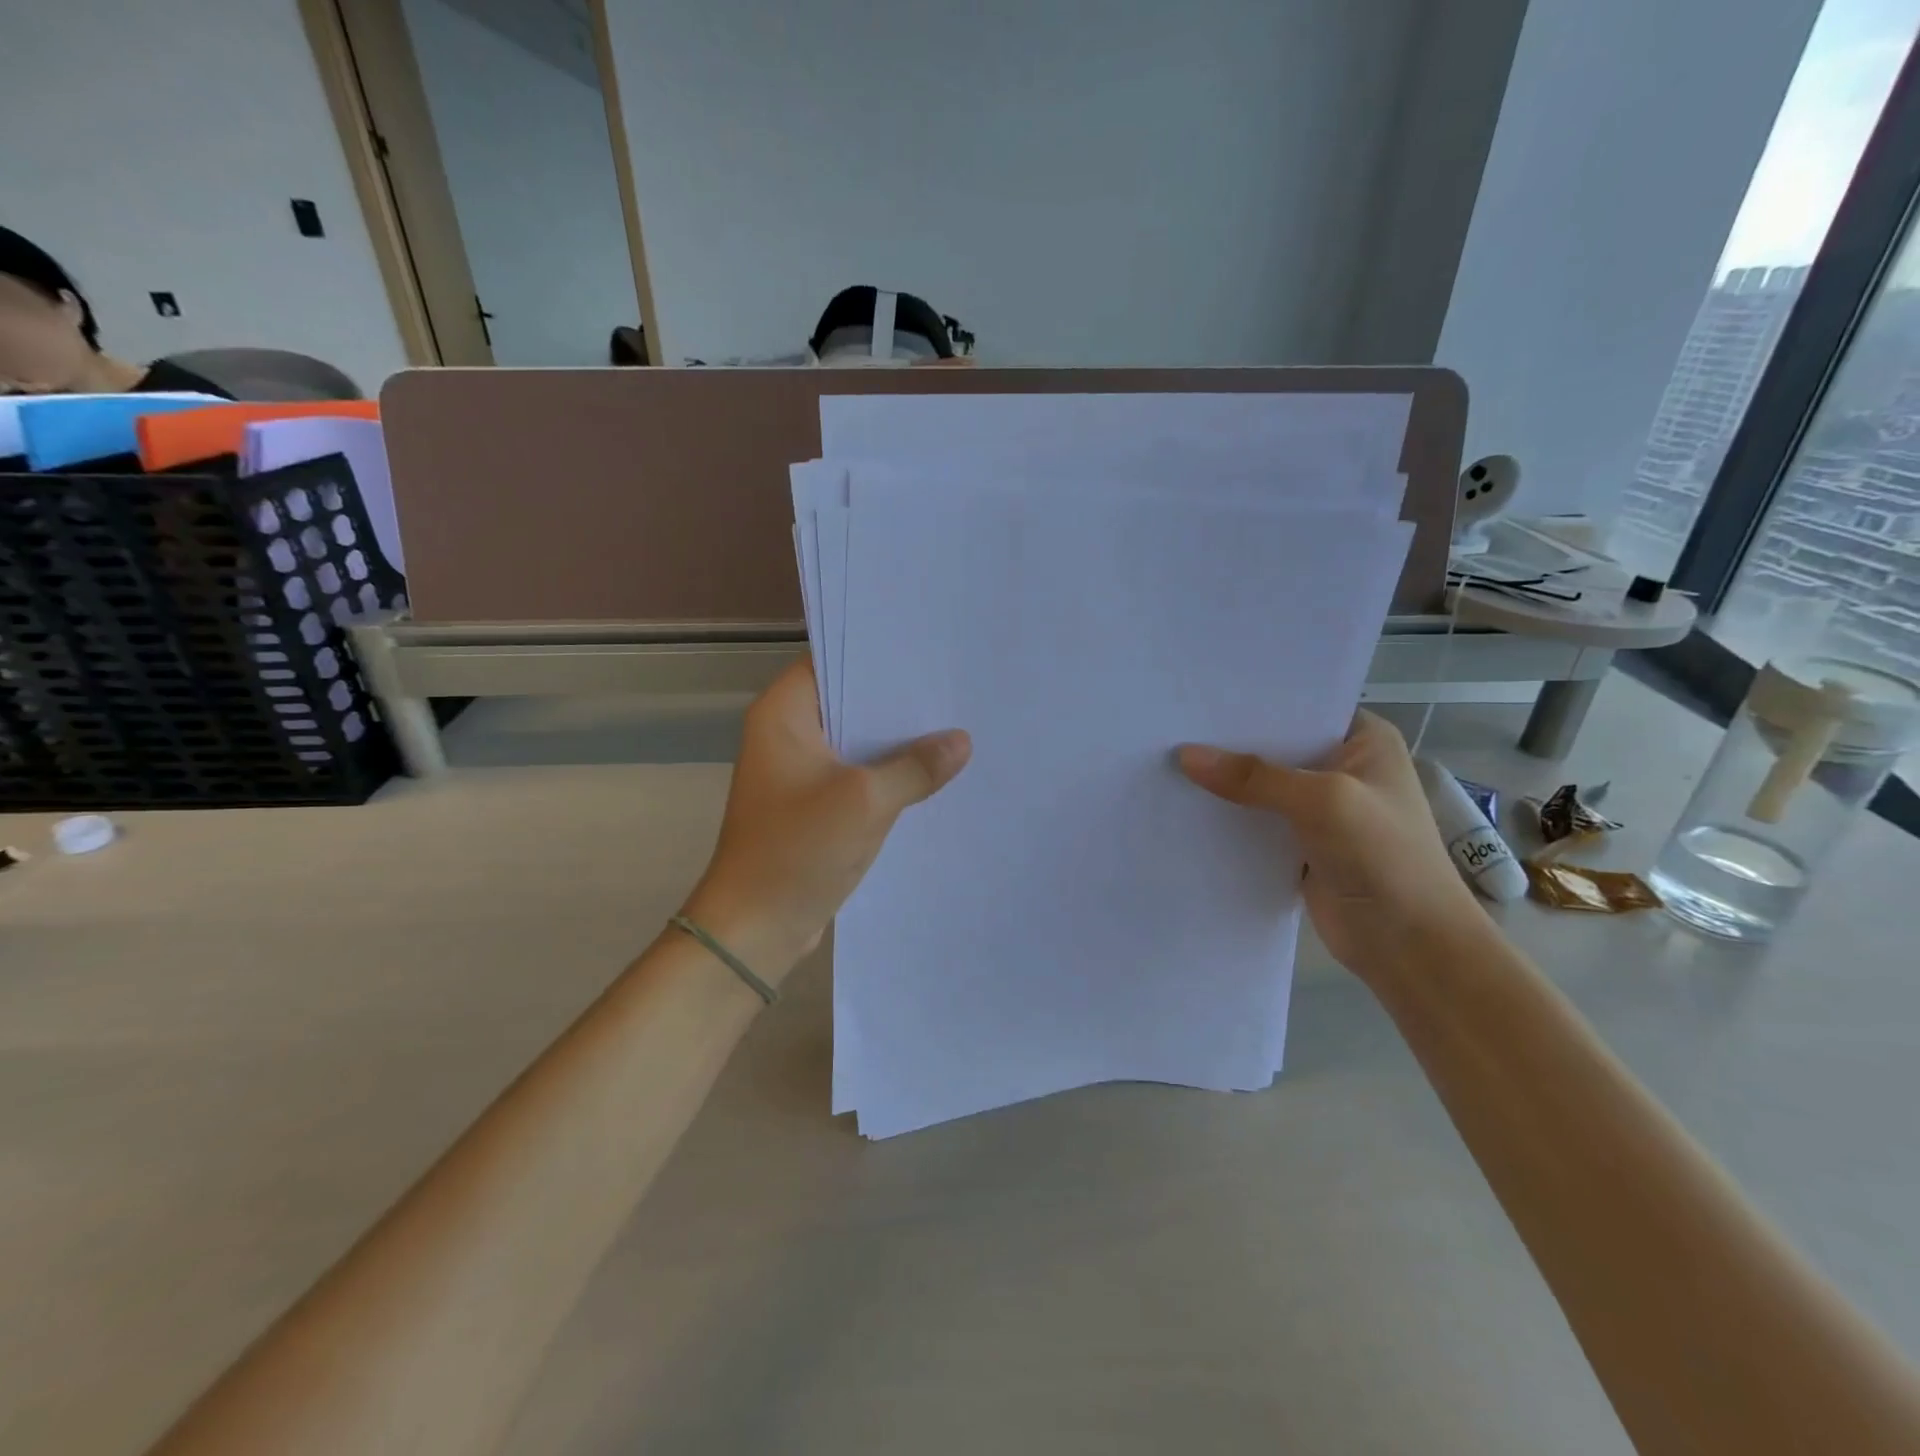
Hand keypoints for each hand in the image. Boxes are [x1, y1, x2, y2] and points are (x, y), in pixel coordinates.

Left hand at [682, 659, 970, 981]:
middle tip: (951, 689)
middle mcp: (785, 734)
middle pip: (847, 702)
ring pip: (854, 742)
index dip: (876, 656)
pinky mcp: (811, 805)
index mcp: (782, 715)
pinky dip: (884, 773)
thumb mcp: (866, 801)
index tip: (926, 652)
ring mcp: (798, 772)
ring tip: (952, 725)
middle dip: (896, 701)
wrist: (756, 928)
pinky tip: (929, 774)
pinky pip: (854, 775)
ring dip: (894, 741)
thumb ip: (916, 766)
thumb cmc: (798, 850)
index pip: (831, 662)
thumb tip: (960, 741)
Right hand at [1179, 712, 1485, 983]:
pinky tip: (1184, 806)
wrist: (1409, 945)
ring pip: (1260, 786)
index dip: (1252, 702)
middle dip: (1228, 743)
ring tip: (1166, 762)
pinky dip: (1227, 818)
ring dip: (1224, 783)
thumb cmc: (1383, 856)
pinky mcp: (1299, 844)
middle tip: (1170, 728)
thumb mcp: (1321, 801)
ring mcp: (1319, 808)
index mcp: (1363, 740)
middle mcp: (1341, 767)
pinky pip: (1255, 821)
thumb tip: (1185, 756)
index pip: (1299, 707)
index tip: (1198, 697)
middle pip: (1274, 747)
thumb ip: (1253, 777)